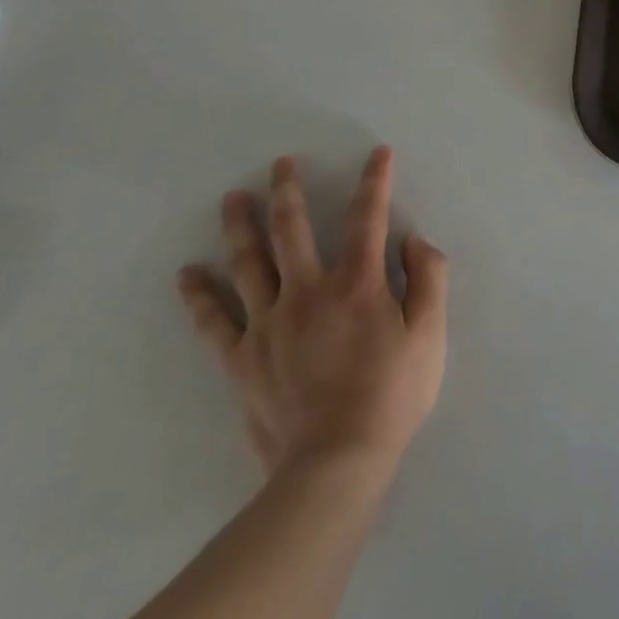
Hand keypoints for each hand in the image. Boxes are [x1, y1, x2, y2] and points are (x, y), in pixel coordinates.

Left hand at [177, 146, 447, 489]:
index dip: (375, 181)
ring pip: (248, 264)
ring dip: (240, 227)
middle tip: (281, 164)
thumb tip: (412, 240)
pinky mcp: (242, 360)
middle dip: (289, 192)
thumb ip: (428, 278)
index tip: (378, 154)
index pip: (367, 218)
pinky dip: (199, 296)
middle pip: (292, 231)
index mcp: (357, 284)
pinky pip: (214, 321)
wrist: (335, 464)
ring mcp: (268, 325)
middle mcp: (307, 293)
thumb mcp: (431, 334)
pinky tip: (188, 274)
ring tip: (233, 199)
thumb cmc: (392, 395)